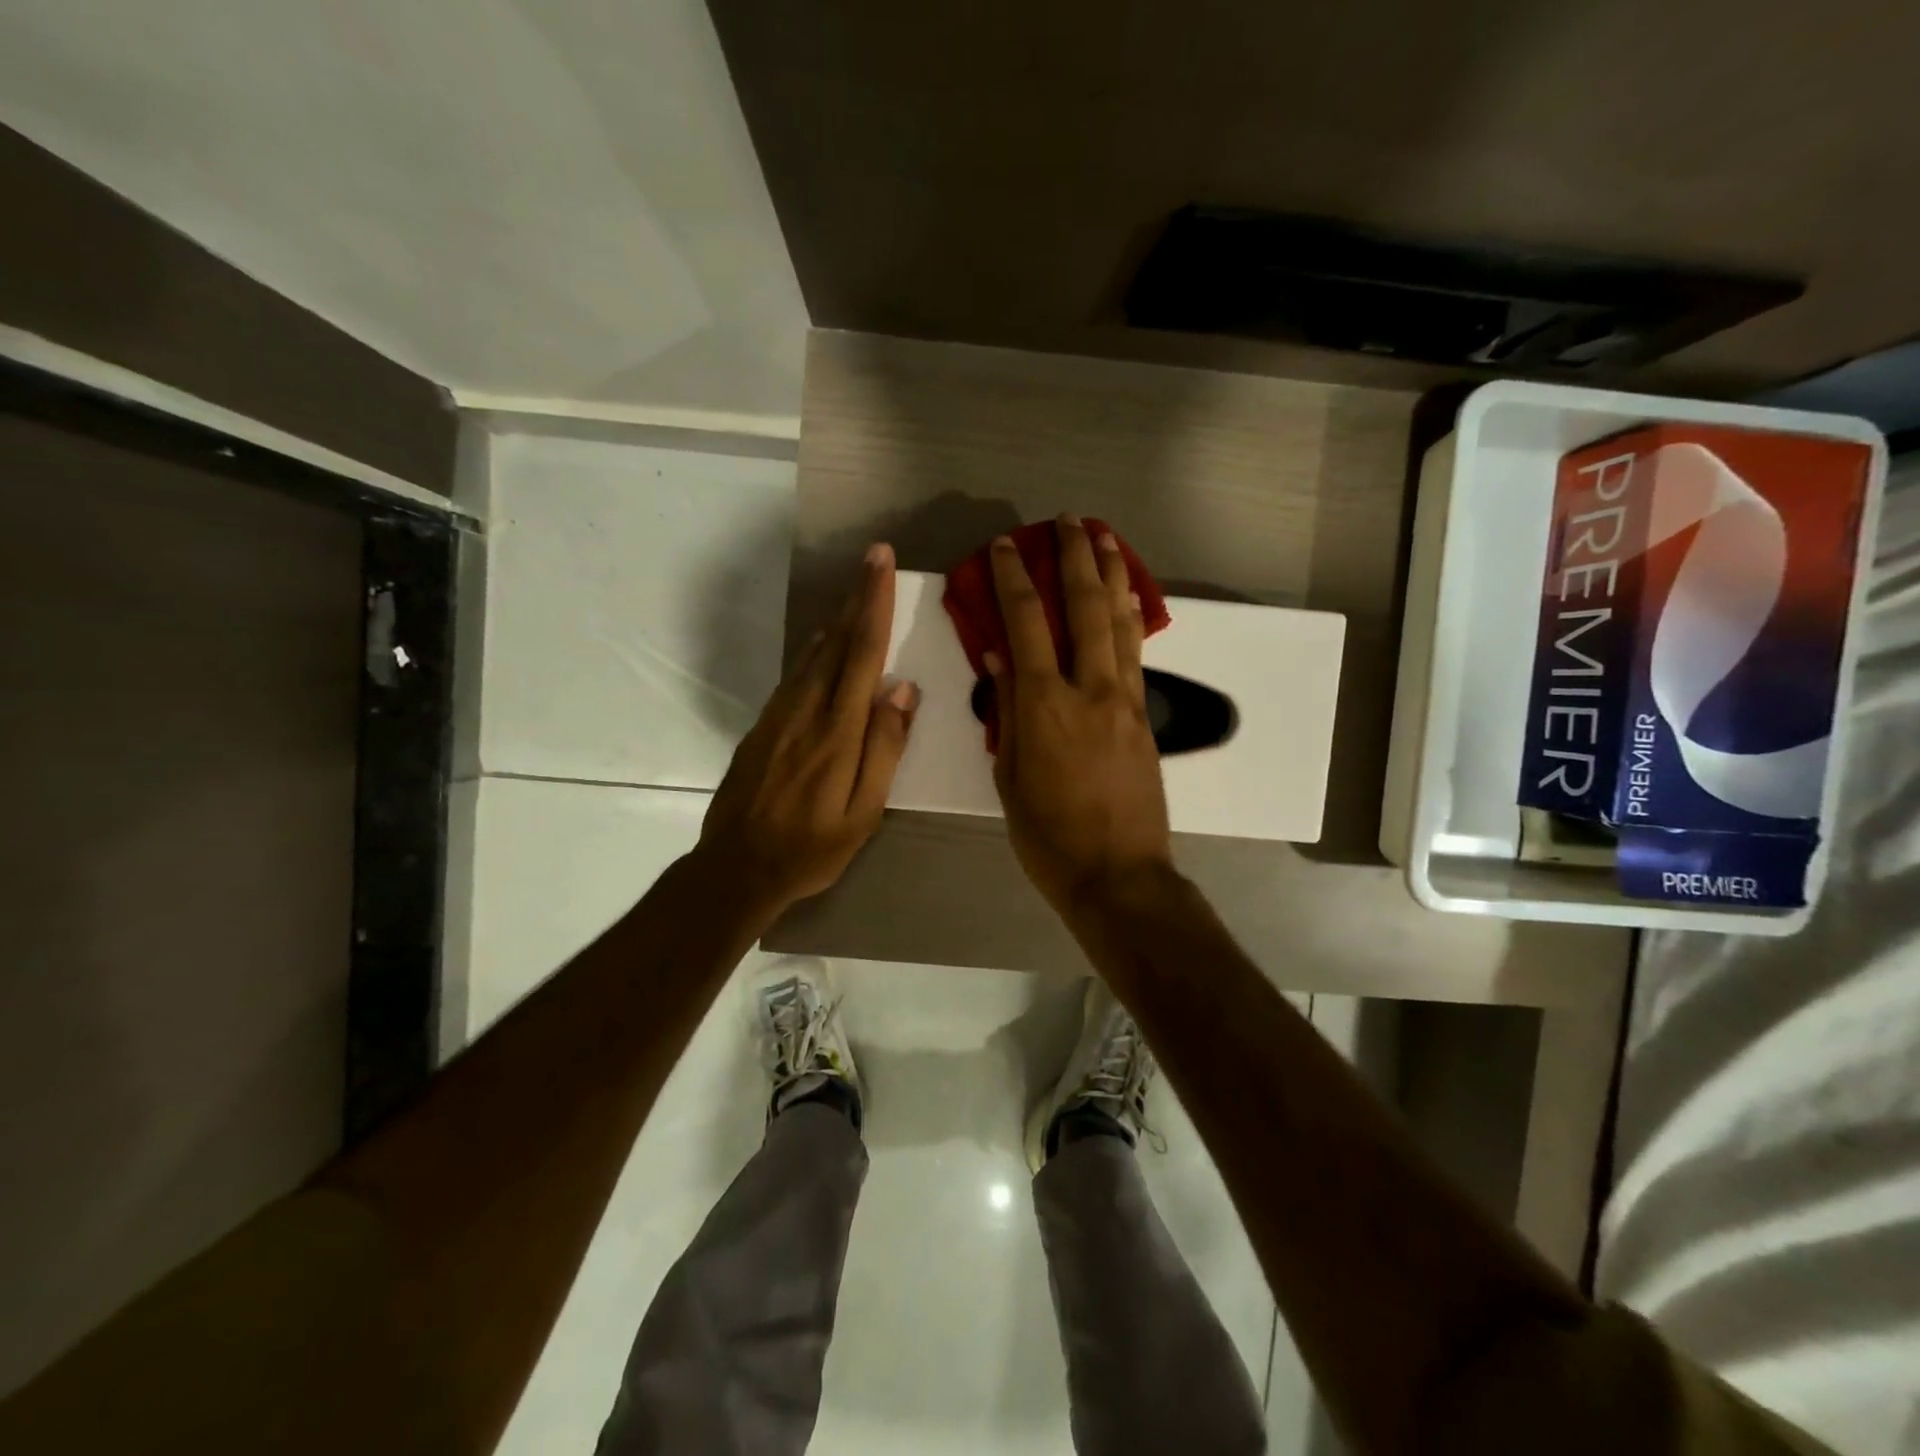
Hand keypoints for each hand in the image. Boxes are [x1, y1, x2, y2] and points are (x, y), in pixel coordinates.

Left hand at [697, 544, 918, 919]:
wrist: (736, 868)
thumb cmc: (811, 847)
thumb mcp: (862, 813)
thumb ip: (884, 748)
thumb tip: (902, 688)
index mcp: (838, 731)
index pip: (862, 652)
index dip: (874, 603)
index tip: (881, 561)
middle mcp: (806, 710)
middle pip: (836, 642)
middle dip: (858, 597)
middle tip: (874, 558)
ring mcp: (779, 715)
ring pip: (813, 654)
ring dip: (838, 618)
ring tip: (857, 592)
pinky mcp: (763, 726)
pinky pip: (795, 674)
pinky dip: (814, 649)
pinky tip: (821, 643)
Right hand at [987, 516, 1173, 920]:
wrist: (1119, 875)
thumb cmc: (1049, 837)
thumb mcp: (1010, 777)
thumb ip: (1006, 711)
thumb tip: (1000, 655)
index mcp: (1044, 706)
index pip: (1025, 625)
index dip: (1014, 580)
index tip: (1006, 546)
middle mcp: (1089, 690)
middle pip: (1084, 608)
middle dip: (1075, 557)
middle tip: (1068, 520)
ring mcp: (1125, 700)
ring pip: (1119, 623)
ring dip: (1111, 575)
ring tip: (1105, 537)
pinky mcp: (1145, 716)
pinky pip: (1136, 654)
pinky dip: (1130, 618)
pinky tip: (1128, 597)